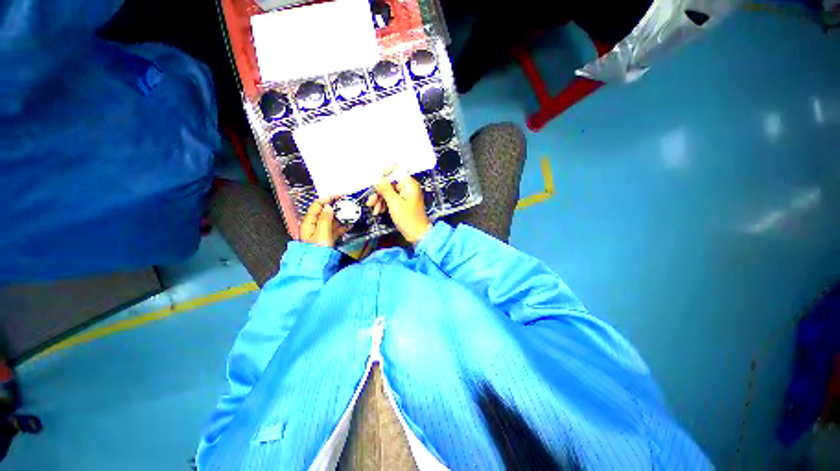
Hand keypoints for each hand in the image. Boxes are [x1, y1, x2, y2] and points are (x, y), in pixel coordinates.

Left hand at [299, 199, 348, 247]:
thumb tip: (328, 207)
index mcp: (308, 223)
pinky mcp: (326, 240)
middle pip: (325, 212)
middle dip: (336, 208)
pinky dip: (341, 226)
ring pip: (331, 221)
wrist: (316, 266)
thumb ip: (325, 219)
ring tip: (350, 214)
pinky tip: (348, 225)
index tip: (339, 197)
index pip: (317, 205)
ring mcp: (320, 233)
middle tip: (346, 205)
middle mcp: (313, 227)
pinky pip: (334, 229)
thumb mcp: (322, 233)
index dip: (328, 199)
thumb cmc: (316, 252)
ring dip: (340, 217)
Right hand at [368, 168, 431, 243]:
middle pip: (389, 183)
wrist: (417, 234)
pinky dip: (384, 204)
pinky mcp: (402, 203)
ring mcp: (405, 196)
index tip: (375, 182)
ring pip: (388, 192)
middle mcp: (408, 187)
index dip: (385, 174)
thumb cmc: (408, 218)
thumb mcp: (394, 203)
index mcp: (409, 184)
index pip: (396, 170)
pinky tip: (379, 211)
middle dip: (379, 192)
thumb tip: (378, 179)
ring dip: (379, 200)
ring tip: (374, 210)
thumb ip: (385, 189)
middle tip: (370, 202)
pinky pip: (391, 199)